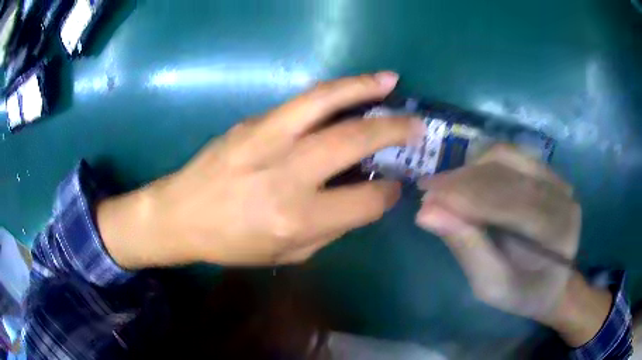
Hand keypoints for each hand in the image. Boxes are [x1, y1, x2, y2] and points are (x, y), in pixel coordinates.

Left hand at [98, 72, 423, 267]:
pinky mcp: (253, 122)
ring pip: (326, 101)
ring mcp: (267, 139)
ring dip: (364, 87)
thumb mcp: (288, 253)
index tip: (395, 185)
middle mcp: (287, 173)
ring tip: (391, 81)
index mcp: (298, 218)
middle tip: (415, 125)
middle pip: (354, 140)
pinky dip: (334, 91)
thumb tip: (365, 199)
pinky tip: (351, 88)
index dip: (388, 194)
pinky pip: (301, 101)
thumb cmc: (232, 243)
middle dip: (394, 130)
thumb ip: (333, 228)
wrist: (181, 213)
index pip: (366, 201)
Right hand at [416, 145, 581, 325]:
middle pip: (507, 174)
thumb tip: (426, 212)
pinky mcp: (548, 172)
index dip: (467, 196)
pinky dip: (483, 163)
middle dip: (463, 180)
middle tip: (428, 190)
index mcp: (557, 232)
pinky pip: (512, 156)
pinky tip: (467, 180)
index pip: (510, 202)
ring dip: (471, 168)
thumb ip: (466, 248)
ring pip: (508, 157)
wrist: (553, 282)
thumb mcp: (491, 285)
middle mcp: (562, 197)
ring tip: (446, 186)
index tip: (426, 196)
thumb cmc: (523, 292)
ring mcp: (557, 179)